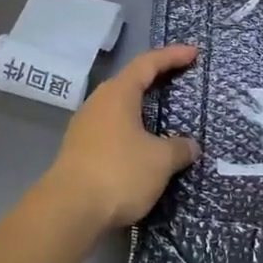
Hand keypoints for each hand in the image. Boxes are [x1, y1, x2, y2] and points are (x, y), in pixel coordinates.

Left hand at [39, 45, 200, 231]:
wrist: (69, 209)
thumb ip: (179, 148)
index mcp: (118, 94)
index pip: (147, 64)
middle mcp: (98, 103)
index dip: (172, 56)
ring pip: (119, 107)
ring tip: (162, 114)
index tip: (193, 53)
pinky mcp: (79, 150)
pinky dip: (131, 129)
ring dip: (141, 107)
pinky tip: (141, 145)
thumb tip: (191, 146)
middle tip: (179, 79)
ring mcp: (84, 127)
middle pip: (130, 82)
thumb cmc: (119, 172)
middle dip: (155, 78)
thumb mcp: (160, 160)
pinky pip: (111, 129)